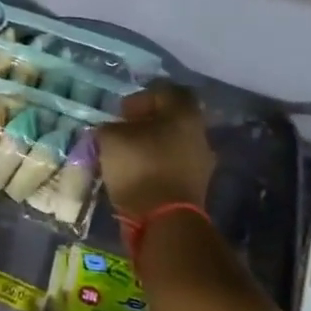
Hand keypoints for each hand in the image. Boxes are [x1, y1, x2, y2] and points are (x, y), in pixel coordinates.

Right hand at [97, 80, 216, 219]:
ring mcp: (201, 163)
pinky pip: (171, 167)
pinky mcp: (195, 187)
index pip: (167, 91)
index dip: (141, 97)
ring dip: (148, 147)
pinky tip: (133, 175)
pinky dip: (153, 167)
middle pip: (170, 120)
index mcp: (184, 115)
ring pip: (171, 144)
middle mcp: (199, 134)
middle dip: (144, 124)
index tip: (121, 113)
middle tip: (121, 133)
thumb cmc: (139, 167)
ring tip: (123, 157)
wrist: (164, 219)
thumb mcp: (110, 138)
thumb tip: (111, 131)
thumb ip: (109, 127)